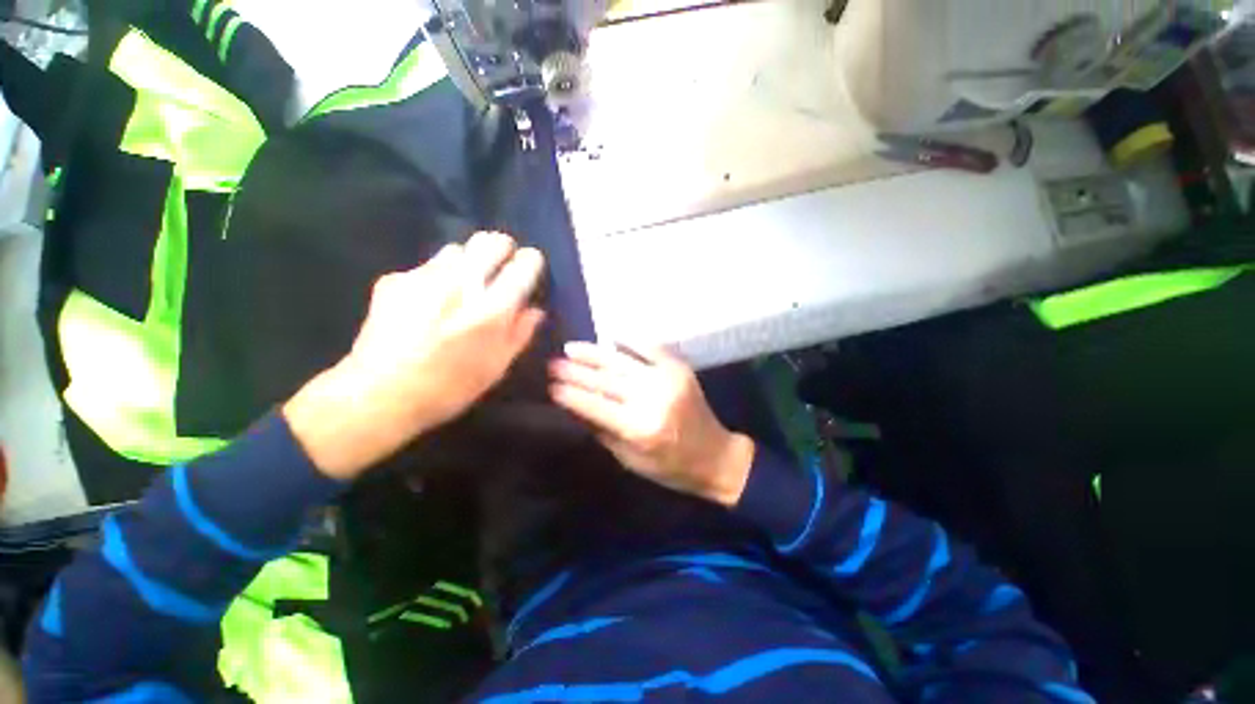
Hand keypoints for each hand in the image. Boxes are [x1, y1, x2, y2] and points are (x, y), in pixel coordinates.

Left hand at [284, 232, 545, 479]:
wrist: (380, 395)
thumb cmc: (450, 388)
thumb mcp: (497, 367)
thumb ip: (521, 333)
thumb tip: (534, 309)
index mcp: (492, 310)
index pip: (522, 266)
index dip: (531, 261)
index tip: (530, 266)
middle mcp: (460, 285)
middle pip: (490, 241)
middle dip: (502, 248)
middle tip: (501, 267)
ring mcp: (423, 278)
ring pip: (457, 249)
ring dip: (469, 262)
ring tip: (463, 286)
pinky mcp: (395, 280)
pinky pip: (426, 267)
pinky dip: (437, 277)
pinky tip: (428, 303)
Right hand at [549, 342, 754, 506]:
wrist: (715, 455)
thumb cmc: (670, 467)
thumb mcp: (630, 460)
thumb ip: (603, 431)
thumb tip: (577, 406)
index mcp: (639, 428)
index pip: (595, 406)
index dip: (571, 395)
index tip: (551, 386)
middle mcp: (652, 400)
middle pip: (606, 381)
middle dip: (576, 372)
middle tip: (553, 363)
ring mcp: (667, 379)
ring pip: (622, 362)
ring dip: (594, 353)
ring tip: (571, 348)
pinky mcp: (680, 368)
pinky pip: (651, 348)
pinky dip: (630, 340)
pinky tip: (610, 336)